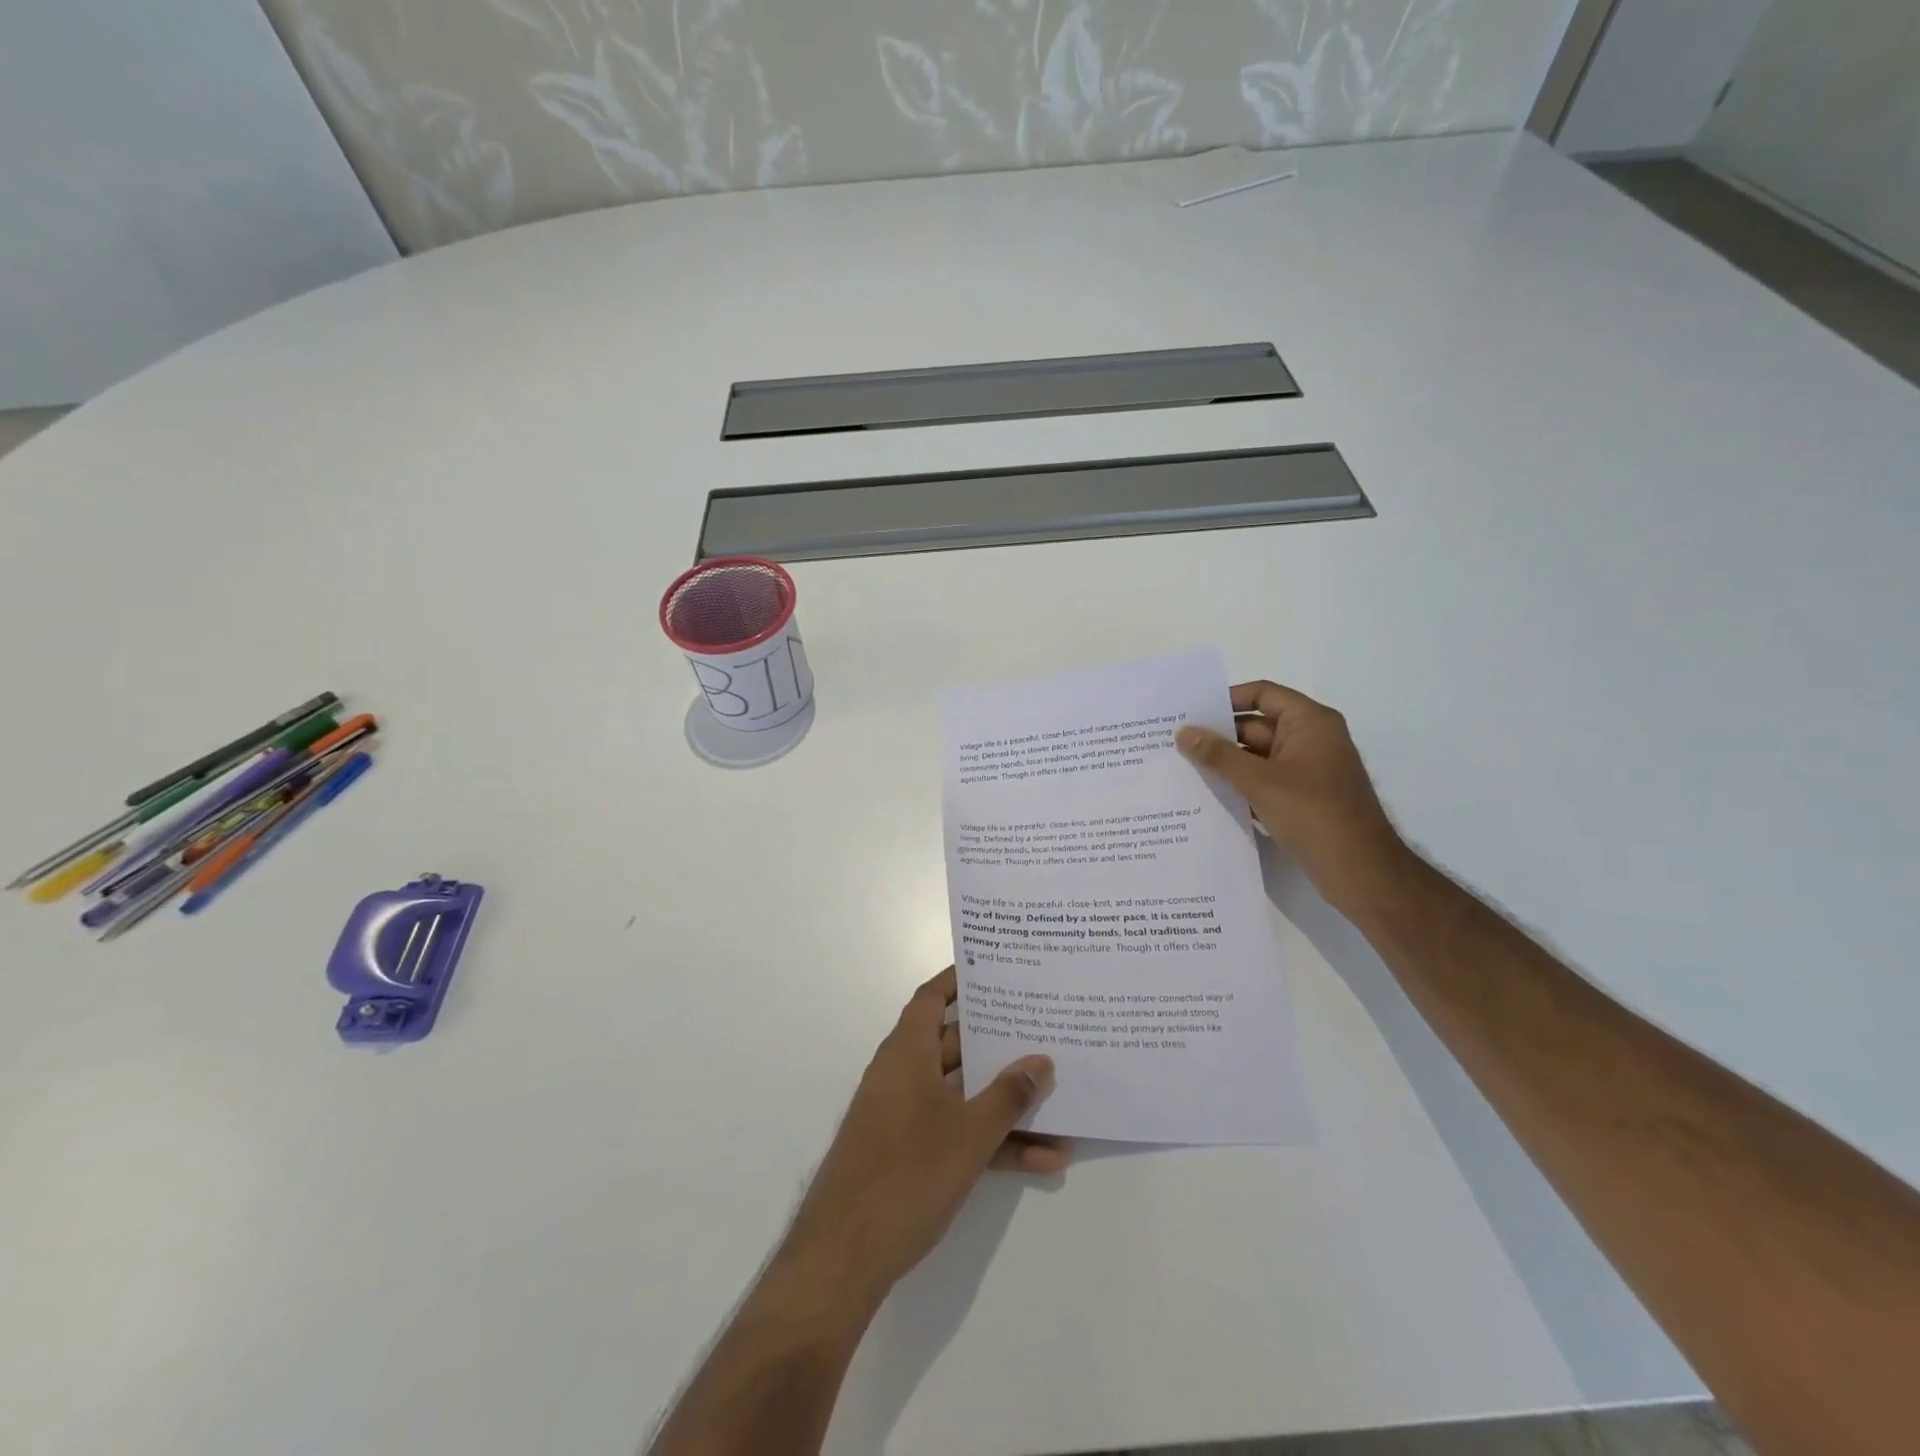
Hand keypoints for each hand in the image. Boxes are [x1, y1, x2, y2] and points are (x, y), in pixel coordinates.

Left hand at [781, 967, 1065, 1307]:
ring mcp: (905, 1116)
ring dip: (1005, 1103)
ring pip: (962, 1094)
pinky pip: (958, 1133)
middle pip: (955, 1045)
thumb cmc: (905, 1175)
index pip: (931, 998)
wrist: (844, 1258)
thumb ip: (1008, 1095)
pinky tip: (1043, 1161)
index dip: (959, 980)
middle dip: (998, 1043)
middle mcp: (903, 1075)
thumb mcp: (969, 1135)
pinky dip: (993, 1142)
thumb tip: (1041, 1061)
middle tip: (1043, 1030)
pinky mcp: (910, 1154)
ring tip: (1058, 1099)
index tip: (995, 970)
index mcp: (906, 1053)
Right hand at [1176, 680, 1410, 910]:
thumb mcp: (1260, 781)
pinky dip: (1236, 786)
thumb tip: (1183, 732)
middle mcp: (1309, 740)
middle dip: (1217, 736)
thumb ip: (1218, 755)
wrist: (1361, 872)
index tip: (1190, 711)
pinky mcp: (1298, 800)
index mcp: (1309, 723)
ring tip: (1179, 767)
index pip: (1263, 694)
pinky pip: (1260, 783)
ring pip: (1254, 758)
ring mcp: (1304, 772)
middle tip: (1172, 741)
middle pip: (1254, 727)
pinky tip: (1202, 796)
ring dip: (1223, 764)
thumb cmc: (1315, 814)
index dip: (1226, 699)